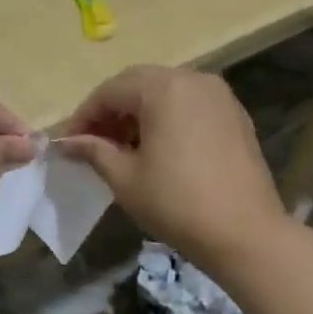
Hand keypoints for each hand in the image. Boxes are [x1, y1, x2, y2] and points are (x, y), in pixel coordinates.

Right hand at [58, 66, 286, 270]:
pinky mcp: (235, 115)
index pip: (110, 91)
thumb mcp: (125, 177)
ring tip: (122, 147)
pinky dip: (166, 117)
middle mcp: (193, 79)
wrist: (245, 234)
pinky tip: (157, 148)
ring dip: (138, 112)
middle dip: (111, 110)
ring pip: (165, 91)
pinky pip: (189, 104)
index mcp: (163, 89)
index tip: (69, 143)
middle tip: (92, 142)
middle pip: (138, 83)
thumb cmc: (177, 203)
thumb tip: (67, 142)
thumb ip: (94, 151)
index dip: (84, 115)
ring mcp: (219, 96)